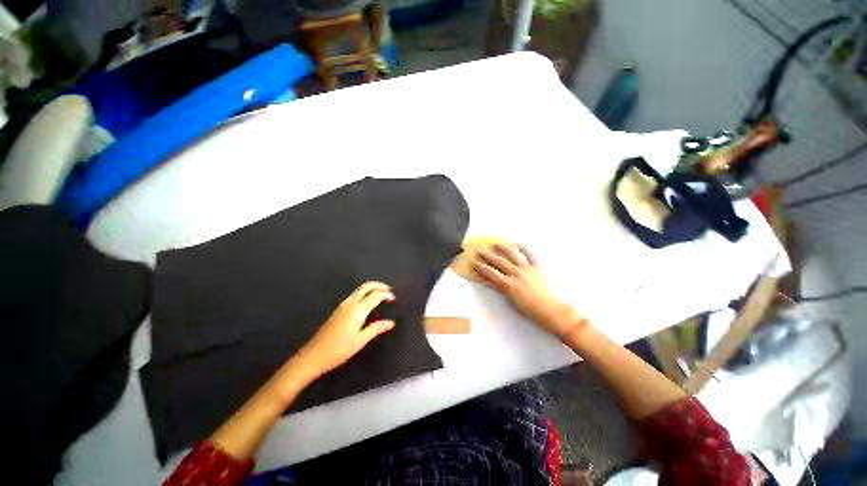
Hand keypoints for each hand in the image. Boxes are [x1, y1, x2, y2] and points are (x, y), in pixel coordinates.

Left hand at [296, 281, 395, 379]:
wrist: (313, 356)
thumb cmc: (339, 349)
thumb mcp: (361, 340)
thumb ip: (377, 328)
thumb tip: (391, 322)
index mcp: (358, 309)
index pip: (375, 295)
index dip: (386, 294)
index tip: (394, 299)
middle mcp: (350, 303)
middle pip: (366, 286)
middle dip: (379, 285)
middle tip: (389, 290)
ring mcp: (343, 306)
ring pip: (359, 289)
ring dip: (371, 288)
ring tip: (381, 295)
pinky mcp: (338, 310)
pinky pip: (355, 295)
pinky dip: (365, 293)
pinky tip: (367, 302)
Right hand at [472, 244, 584, 338]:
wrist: (547, 309)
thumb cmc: (527, 308)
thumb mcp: (509, 299)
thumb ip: (499, 287)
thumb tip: (488, 279)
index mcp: (508, 284)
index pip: (490, 272)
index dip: (480, 267)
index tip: (473, 262)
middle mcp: (516, 273)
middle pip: (498, 262)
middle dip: (487, 255)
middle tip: (479, 250)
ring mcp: (527, 269)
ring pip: (512, 255)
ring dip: (503, 248)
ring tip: (495, 244)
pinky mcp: (536, 268)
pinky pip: (529, 256)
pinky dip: (523, 249)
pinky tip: (517, 245)